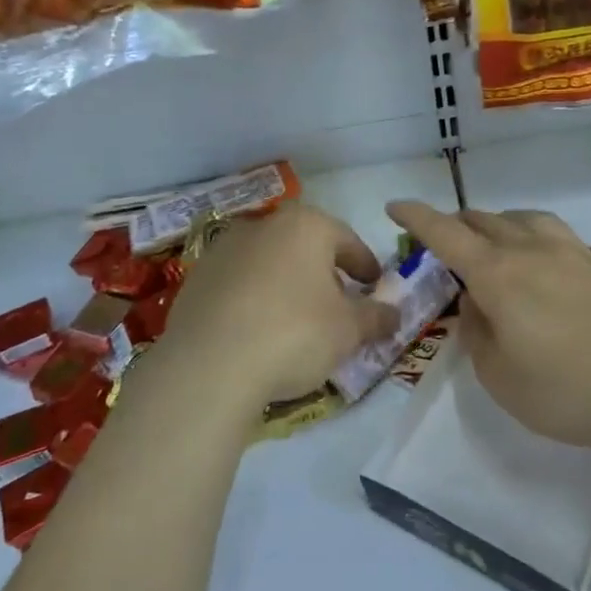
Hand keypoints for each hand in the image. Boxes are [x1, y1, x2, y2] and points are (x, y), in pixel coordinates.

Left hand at [157, 202, 400, 413]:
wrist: (209, 365)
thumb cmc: (293, 334)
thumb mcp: (348, 330)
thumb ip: (375, 317)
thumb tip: (393, 313)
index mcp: (305, 225)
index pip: (347, 241)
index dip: (366, 265)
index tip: (374, 286)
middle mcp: (263, 225)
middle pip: (305, 246)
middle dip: (325, 272)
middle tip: (339, 304)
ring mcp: (224, 249)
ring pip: (269, 261)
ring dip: (287, 283)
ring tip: (297, 319)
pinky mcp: (197, 277)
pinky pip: (239, 283)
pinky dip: (254, 298)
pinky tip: (258, 329)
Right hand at [386, 201, 590, 452]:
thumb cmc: (563, 390)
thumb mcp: (497, 375)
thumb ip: (475, 332)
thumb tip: (474, 302)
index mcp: (498, 274)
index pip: (446, 233)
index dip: (416, 216)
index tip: (395, 206)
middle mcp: (536, 251)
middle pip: (488, 221)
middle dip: (460, 223)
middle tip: (448, 239)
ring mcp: (582, 255)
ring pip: (535, 221)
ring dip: (510, 225)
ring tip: (505, 239)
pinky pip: (589, 247)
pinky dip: (572, 251)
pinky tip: (578, 265)